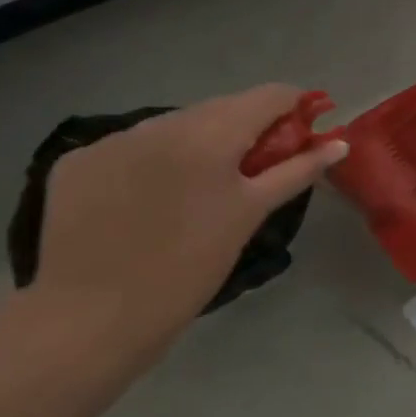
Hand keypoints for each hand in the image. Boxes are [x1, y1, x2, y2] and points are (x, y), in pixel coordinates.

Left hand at [31, 85, 346, 353]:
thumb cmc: (190, 267)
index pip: (268, 96)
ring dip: (199, 143)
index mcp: (208, 134)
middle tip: (258, 167)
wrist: (90, 320)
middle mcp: (158, 123)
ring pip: (176, 125)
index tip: (305, 132)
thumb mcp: (251, 214)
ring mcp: (111, 140)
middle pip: (221, 107)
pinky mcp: (76, 162)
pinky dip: (154, 160)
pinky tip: (152, 197)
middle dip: (247, 129)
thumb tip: (339, 143)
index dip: (294, 107)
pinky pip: (133, 146)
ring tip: (202, 186)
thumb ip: (298, 169)